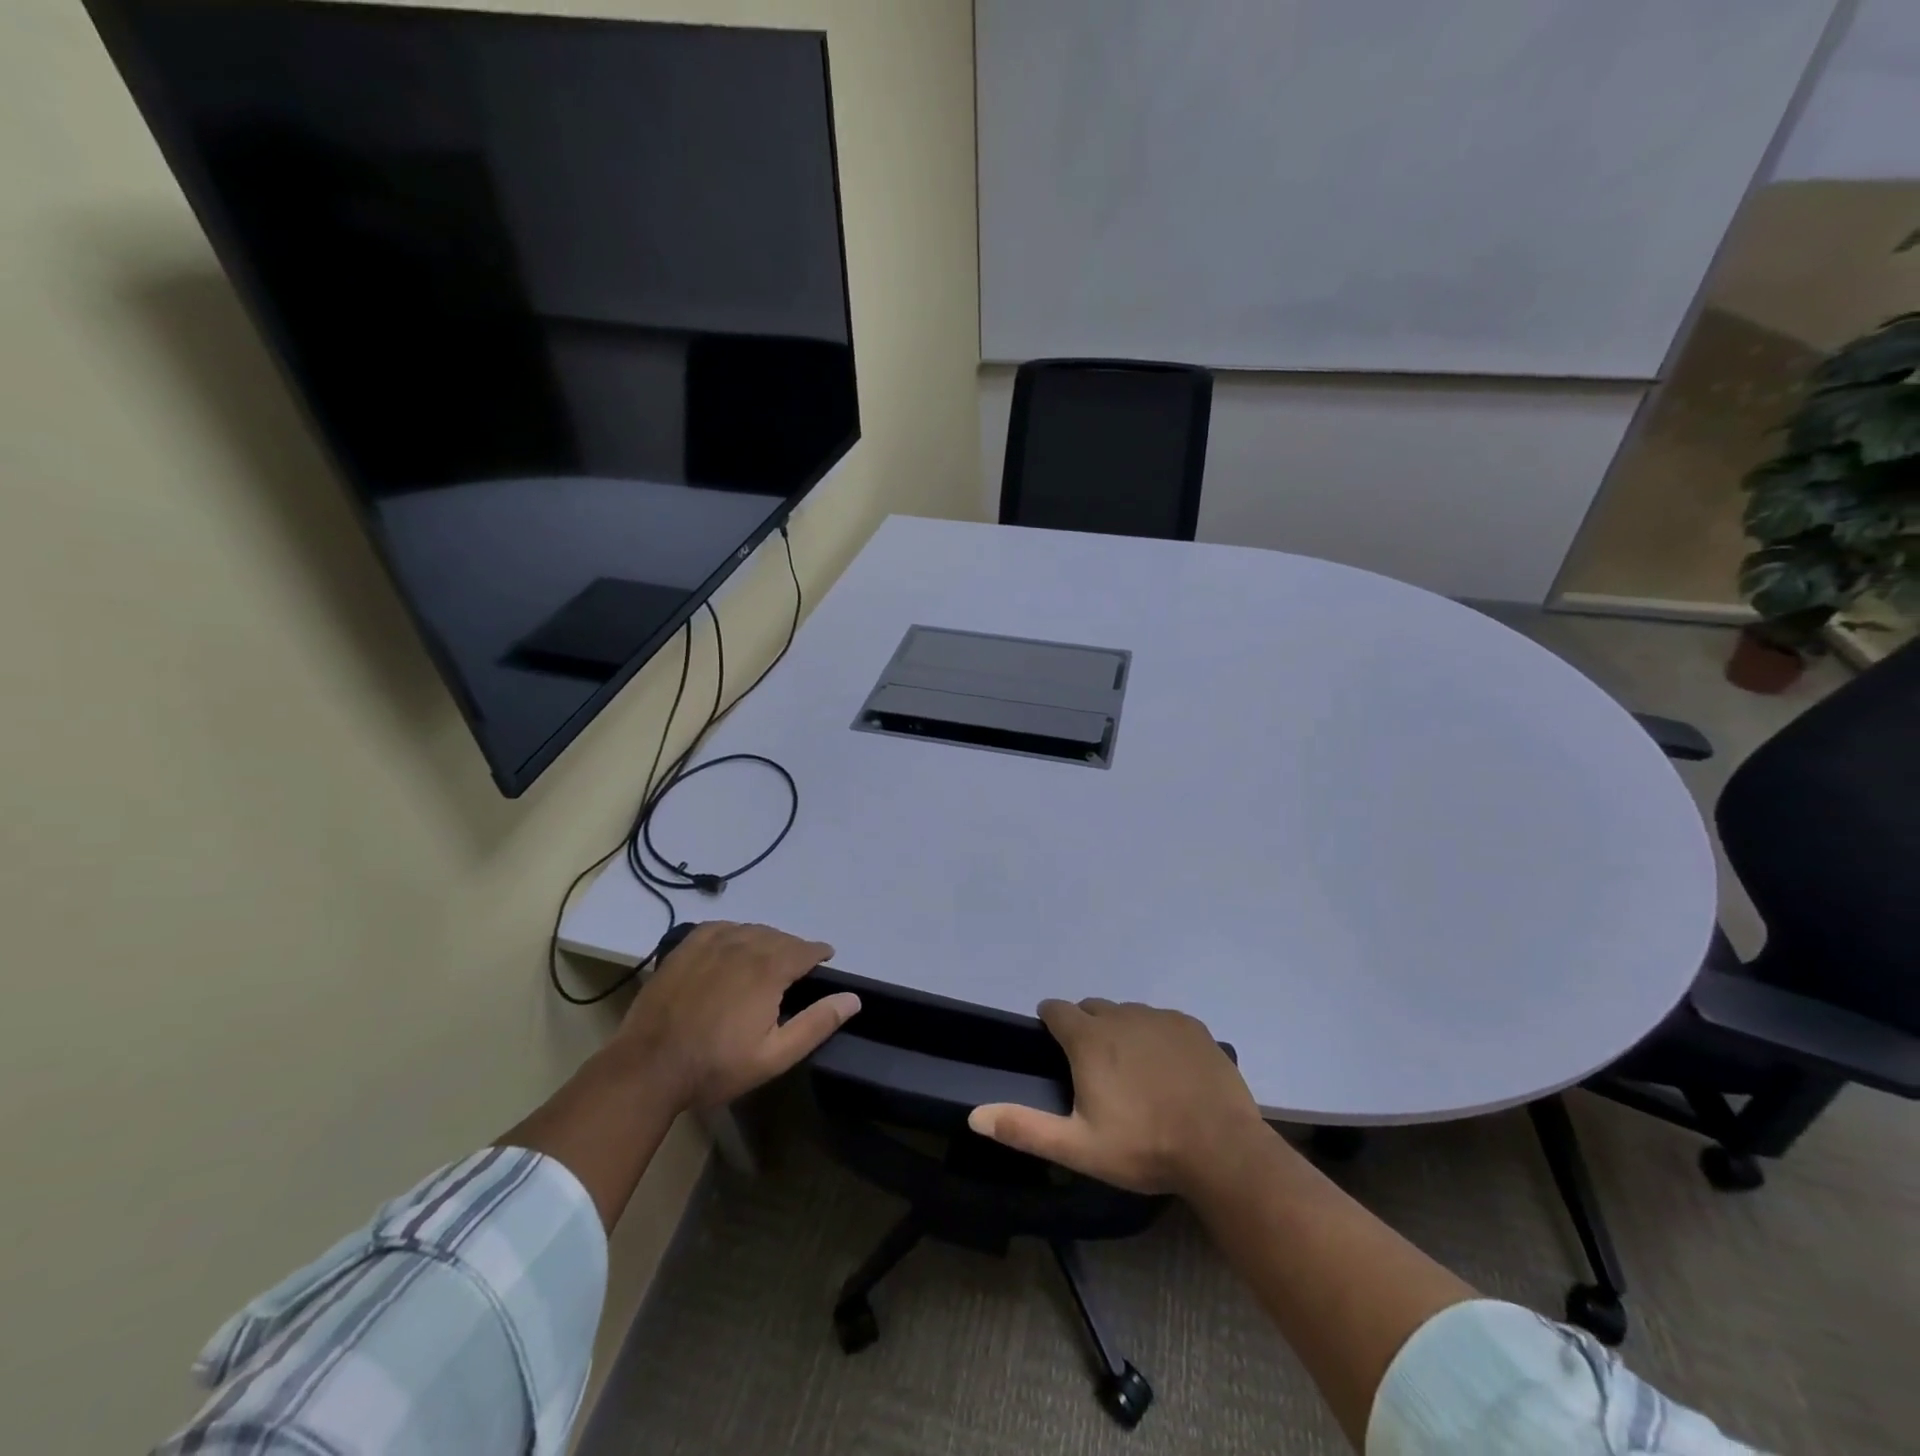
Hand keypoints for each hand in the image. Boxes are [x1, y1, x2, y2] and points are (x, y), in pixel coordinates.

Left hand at [614, 921, 858, 1111]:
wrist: (648, 1068)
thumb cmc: (716, 1066)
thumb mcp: (774, 1055)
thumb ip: (817, 1023)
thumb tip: (853, 998)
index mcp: (769, 969)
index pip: (806, 949)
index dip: (819, 953)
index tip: (826, 958)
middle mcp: (744, 945)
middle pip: (779, 937)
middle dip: (793, 949)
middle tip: (796, 968)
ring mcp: (711, 943)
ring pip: (751, 930)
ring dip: (766, 940)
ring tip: (767, 958)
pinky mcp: (685, 947)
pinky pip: (720, 927)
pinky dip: (735, 932)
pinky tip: (733, 947)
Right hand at [968, 999, 1267, 1195]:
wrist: (1221, 1150)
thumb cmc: (1143, 1147)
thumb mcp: (1077, 1147)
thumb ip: (1024, 1128)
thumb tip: (974, 1115)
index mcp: (1089, 1039)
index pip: (1056, 1010)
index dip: (1050, 1022)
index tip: (1053, 1042)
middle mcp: (1121, 1016)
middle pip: (1092, 1008)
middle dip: (1085, 1027)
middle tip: (1093, 1067)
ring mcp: (1159, 1017)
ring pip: (1127, 1013)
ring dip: (1121, 1030)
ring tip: (1132, 1070)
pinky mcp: (1191, 1026)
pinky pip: (1161, 1020)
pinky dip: (1156, 1035)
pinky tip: (1167, 1068)